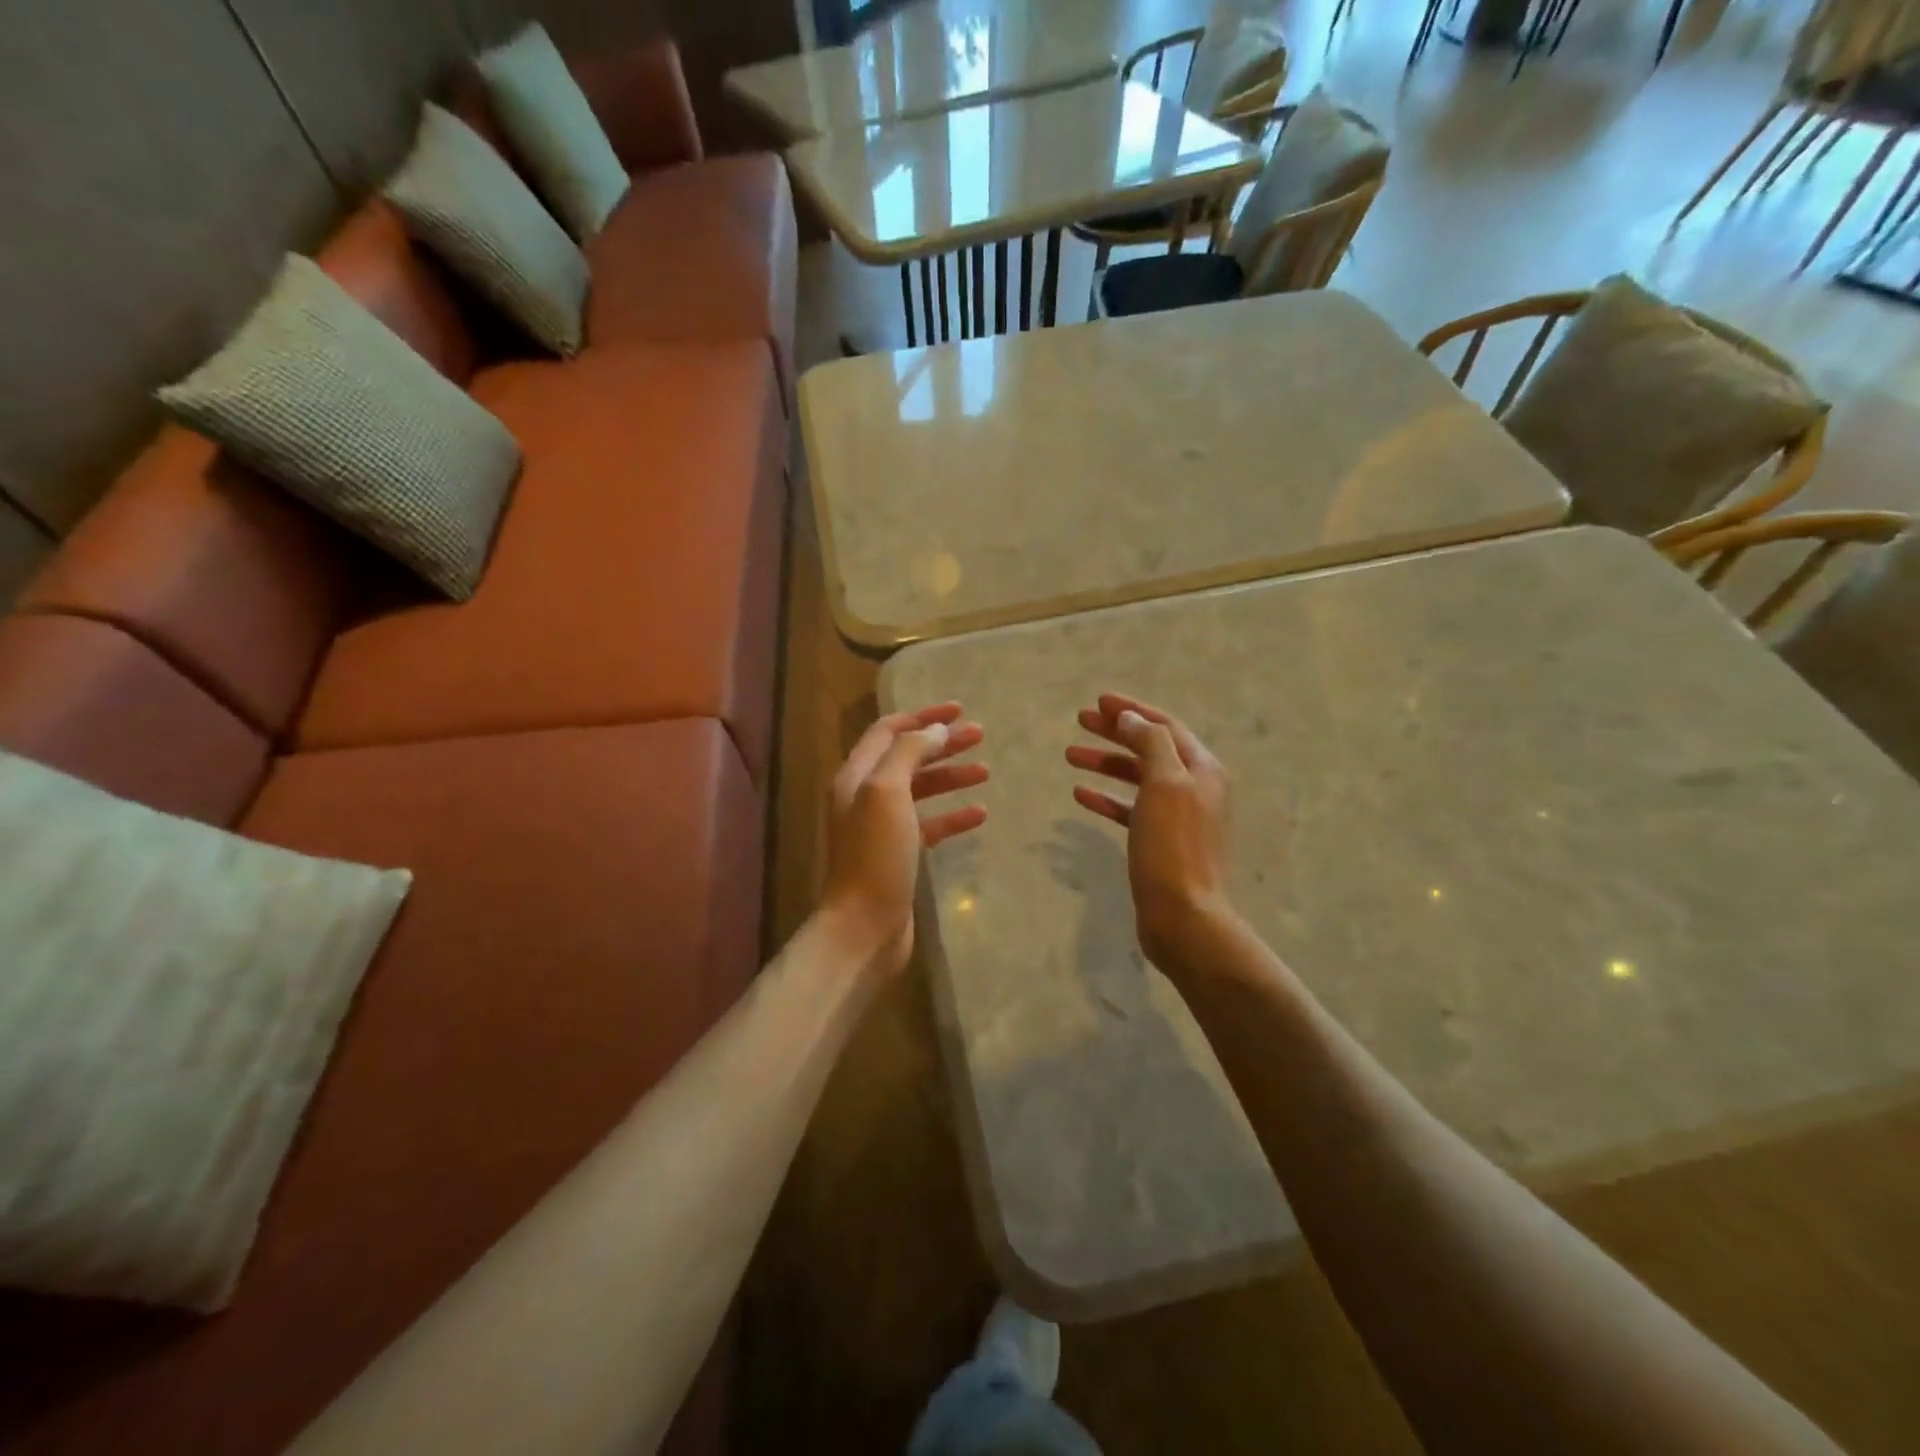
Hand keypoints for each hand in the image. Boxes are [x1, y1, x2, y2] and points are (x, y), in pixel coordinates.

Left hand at [822, 702, 987, 979]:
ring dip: (951, 777)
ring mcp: (882, 827)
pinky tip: (980, 813)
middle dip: (942, 744)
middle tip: (979, 734)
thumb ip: (909, 754)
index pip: (888, 732)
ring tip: (985, 770)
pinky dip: (953, 816)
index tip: (958, 709)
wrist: (864, 925)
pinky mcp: (900, 854)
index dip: (921, 716)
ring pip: (921, 790)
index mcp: (856, 776)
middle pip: (907, 758)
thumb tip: (934, 730)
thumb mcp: (887, 793)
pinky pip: (930, 825)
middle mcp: (866, 796)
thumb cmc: (875, 855)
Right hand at [1066, 693, 1235, 973]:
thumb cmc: (1173, 846)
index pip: (1164, 726)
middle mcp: (1194, 787)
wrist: (1184, 917)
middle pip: (1149, 748)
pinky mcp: (1159, 842)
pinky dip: (1107, 798)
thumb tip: (1132, 718)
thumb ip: (1150, 744)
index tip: (1098, 701)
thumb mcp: (1165, 784)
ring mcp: (1177, 816)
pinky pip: (1130, 809)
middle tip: (1080, 721)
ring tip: (1070, 755)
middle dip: (1115, 732)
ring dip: (1106, 763)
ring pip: (1137, 778)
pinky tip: (1080, 794)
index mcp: (1201, 769)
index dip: (1132, 710)